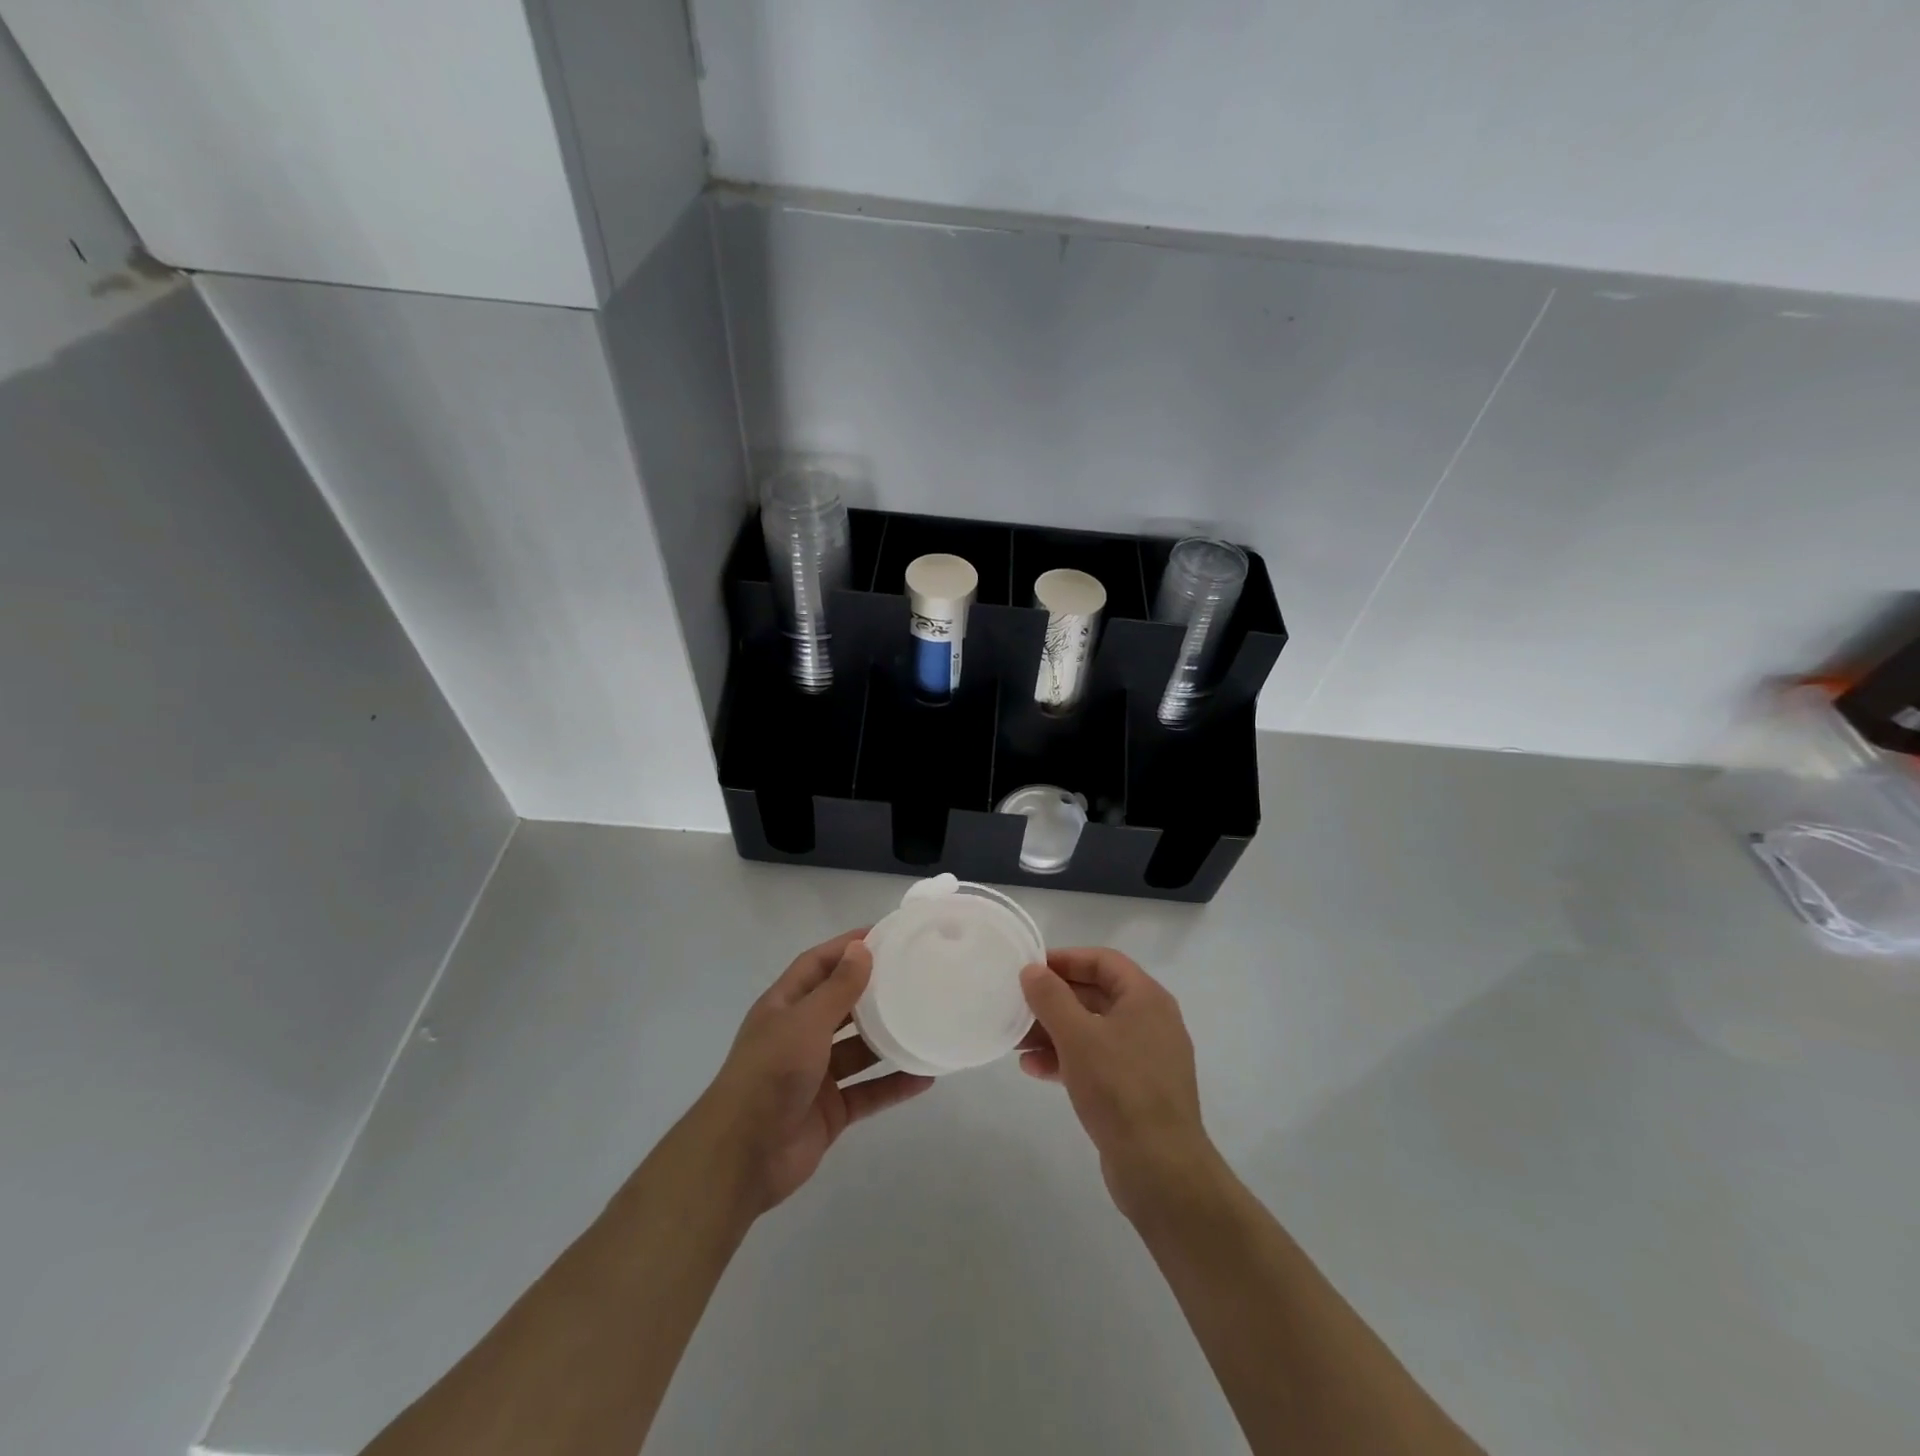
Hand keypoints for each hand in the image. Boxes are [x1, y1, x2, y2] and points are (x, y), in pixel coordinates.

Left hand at [698, 930, 932, 1214]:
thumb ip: (838, 988)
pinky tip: (924, 1077)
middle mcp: (798, 1036)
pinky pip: (868, 1092)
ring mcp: (815, 1075)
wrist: (743, 1156)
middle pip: (840, 1005)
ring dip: (887, 1038)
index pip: (817, 964)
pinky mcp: (830, 1111)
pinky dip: (893, 1085)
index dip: (846, 948)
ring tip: (924, 1022)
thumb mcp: (806, 1021)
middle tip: (912, 976)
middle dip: (871, 991)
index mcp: (784, 1007)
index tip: (885, 936)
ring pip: (858, 1050)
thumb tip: (862, 948)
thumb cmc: (771, 1073)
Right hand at [1019, 948, 1219, 1218]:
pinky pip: (1097, 1061)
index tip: (1030, 969)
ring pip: (1093, 1030)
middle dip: (1054, 1000)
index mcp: (1146, 998)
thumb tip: (1031, 970)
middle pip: (1096, 995)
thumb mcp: (1078, 1036)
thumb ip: (1051, 997)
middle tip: (1017, 1005)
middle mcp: (1151, 1021)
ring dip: (1054, 1032)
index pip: (1103, 961)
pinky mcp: (1137, 1090)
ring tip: (1016, 1041)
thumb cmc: (1119, 1088)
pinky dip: (1067, 1059)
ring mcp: (1146, 1058)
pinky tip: (1034, 1070)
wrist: (1161, 1169)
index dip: (1065, 959)